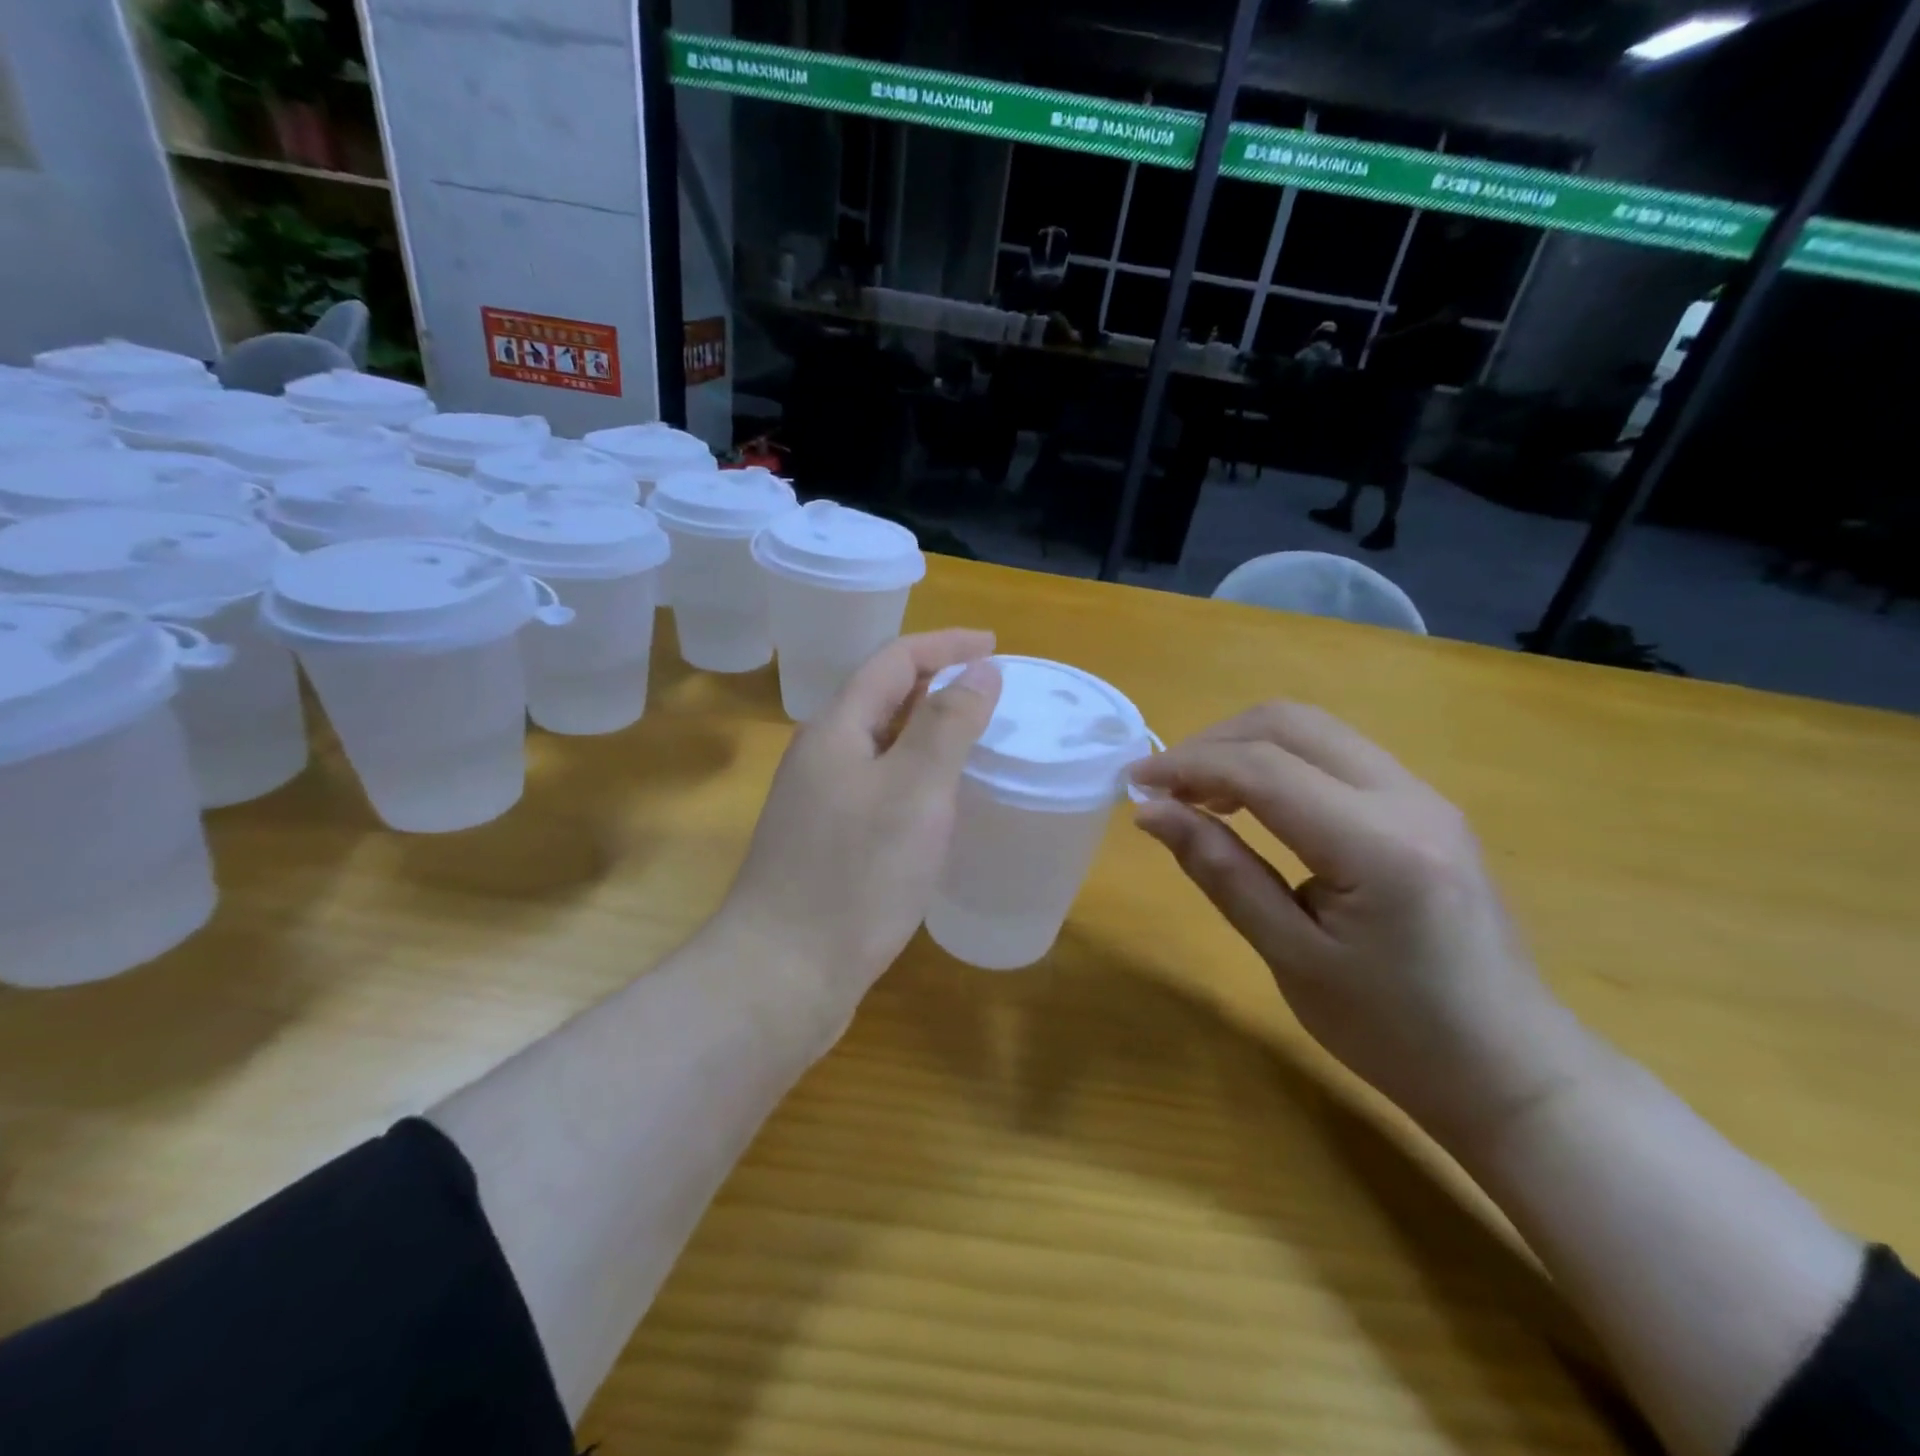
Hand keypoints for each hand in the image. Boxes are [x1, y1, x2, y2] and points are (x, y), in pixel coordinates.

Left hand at [718, 630, 1001, 1012]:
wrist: (782, 975)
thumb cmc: (856, 876)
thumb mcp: (915, 790)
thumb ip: (948, 724)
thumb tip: (979, 670)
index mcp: (836, 729)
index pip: (894, 660)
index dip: (945, 644)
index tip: (995, 646)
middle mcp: (821, 756)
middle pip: (882, 697)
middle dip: (936, 682)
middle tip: (990, 692)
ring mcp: (819, 802)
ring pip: (880, 744)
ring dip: (926, 729)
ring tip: (973, 739)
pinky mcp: (826, 842)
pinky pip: (878, 785)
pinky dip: (915, 775)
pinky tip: (938, 803)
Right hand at [1131, 702, 1579, 1143]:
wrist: (1511, 1069)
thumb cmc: (1393, 1033)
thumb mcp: (1291, 958)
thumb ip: (1221, 872)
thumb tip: (1153, 813)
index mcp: (1378, 846)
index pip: (1263, 769)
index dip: (1187, 766)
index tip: (1133, 783)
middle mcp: (1409, 799)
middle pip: (1291, 724)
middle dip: (1213, 743)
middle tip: (1164, 787)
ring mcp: (1424, 796)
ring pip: (1315, 730)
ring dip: (1245, 747)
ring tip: (1198, 795)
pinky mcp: (1424, 807)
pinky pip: (1337, 755)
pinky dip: (1279, 762)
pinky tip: (1252, 803)